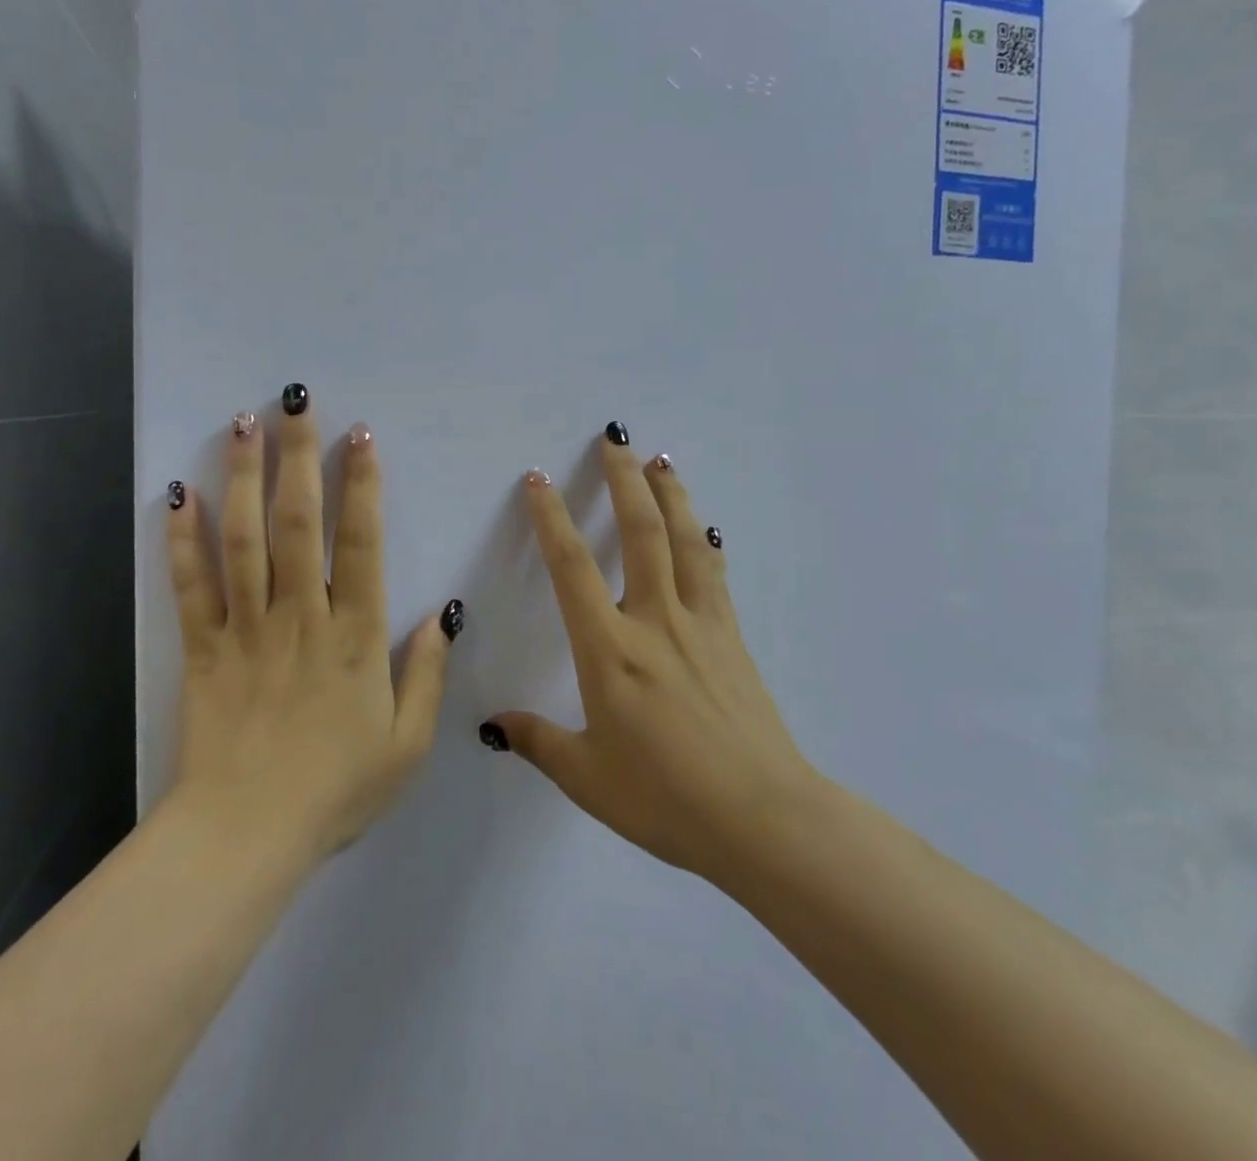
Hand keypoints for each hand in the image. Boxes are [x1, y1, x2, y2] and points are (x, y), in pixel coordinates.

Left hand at [163, 388, 458, 861]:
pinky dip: (184, 539)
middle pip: (298, 524)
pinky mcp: (203, 649)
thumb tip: (441, 613)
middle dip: (298, 457)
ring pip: (244, 540)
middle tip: (295, 402)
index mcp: (355, 637)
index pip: (361, 543)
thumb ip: (427, 675)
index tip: (359, 436)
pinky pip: (191, 586)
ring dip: (244, 477)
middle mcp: (300, 617)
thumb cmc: (335, 791)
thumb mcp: (407, 745)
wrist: (245, 838)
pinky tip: (181, 493)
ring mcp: (246, 629)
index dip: (361, 485)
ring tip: (243, 424)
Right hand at [484, 427, 814, 885]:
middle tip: (615, 438)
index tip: (538, 480)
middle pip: (641, 532)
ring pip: (686, 541)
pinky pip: (715, 573)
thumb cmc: (666, 800)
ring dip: (671, 494)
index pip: (571, 568)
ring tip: (662, 460)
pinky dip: (705, 541)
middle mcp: (656, 621)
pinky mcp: (733, 638)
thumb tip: (493, 726)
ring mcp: (701, 624)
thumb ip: (538, 741)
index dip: (550, 518)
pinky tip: (706, 528)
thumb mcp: (588, 778)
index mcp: (610, 651)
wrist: (763, 819)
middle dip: (624, 479)